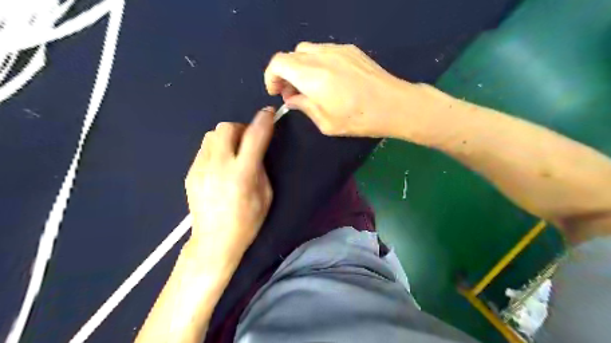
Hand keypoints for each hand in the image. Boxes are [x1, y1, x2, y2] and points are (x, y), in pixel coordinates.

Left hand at [183, 108, 273, 261]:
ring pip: (212, 135)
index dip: (263, 121)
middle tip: (247, 142)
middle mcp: (219, 166)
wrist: (214, 240)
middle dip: (241, 128)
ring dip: (226, 138)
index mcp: (242, 174)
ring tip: (233, 153)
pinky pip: (204, 149)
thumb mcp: (266, 195)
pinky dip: (216, 150)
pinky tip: (220, 166)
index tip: (268, 112)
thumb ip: (261, 168)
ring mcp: (200, 168)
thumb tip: (256, 150)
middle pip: (226, 127)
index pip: (254, 137)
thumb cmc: (247, 221)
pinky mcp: (190, 173)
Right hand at [263, 41, 412, 138]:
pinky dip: (316, 62)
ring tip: (309, 86)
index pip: (279, 63)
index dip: (271, 76)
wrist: (394, 105)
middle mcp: (322, 57)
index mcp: (312, 76)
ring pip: (306, 50)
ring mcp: (337, 50)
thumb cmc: (359, 119)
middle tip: (292, 93)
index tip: (276, 92)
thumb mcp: (326, 122)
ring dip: (300, 67)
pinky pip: (324, 51)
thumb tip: (292, 98)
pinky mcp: (350, 49)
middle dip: (285, 73)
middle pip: (291, 55)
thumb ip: (305, 106)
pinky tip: (328, 79)